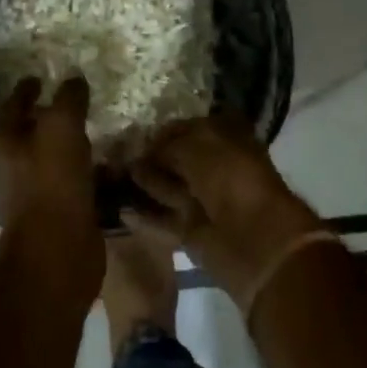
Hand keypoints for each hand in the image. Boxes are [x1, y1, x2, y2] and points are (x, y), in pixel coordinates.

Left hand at [0, 78, 102, 300]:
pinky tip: (102, 168)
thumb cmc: (52, 182)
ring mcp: (28, 195)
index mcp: (2, 143)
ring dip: (66, 148)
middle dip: (45, 119)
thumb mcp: (62, 127)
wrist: (57, 250)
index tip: (40, 78)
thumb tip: (74, 80)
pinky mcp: (52, 216)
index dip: (27, 89)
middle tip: (71, 104)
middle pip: (26, 134)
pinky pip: (67, 184)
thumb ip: (68, 100)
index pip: (13, 105)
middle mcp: (8, 168)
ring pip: (48, 160)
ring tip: (91, 134)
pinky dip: (81, 173)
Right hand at [129, 114, 321, 303]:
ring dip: (143, 184)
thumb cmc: (231, 179)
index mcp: (226, 138)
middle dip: (149, 157)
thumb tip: (144, 152)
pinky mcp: (193, 231)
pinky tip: (120, 210)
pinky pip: (164, 220)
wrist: (255, 239)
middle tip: (115, 155)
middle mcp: (215, 167)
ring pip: (168, 188)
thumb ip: (167, 146)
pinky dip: (144, 217)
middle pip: (177, 159)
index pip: (188, 128)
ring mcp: (204, 200)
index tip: (134, 134)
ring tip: (111, 178)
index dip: (163, 132)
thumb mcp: (197, 148)